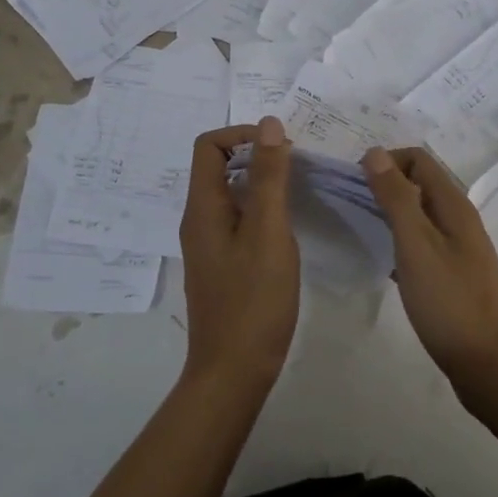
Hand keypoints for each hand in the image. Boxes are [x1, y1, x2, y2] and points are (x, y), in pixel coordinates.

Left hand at [178, 117, 300, 387]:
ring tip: (298, 190)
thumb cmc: (253, 300)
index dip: (243, 134)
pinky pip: (237, 218)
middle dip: (256, 155)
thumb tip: (269, 125)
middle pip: (218, 166)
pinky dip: (261, 209)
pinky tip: (287, 225)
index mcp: (203, 207)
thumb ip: (268, 177)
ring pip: (231, 193)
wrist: (233, 371)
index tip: (282, 148)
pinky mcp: (222, 263)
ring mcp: (209, 243)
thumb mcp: (268, 232)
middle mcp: (199, 220)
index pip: (209, 146)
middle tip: (297, 167)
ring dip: (261, 182)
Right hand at [361, 146, 497, 397]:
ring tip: (362, 229)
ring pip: (419, 213)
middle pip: (419, 183)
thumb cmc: (449, 301)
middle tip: (353, 206)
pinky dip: (400, 239)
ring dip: (390, 212)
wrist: (488, 364)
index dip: (385, 162)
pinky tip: (383, 260)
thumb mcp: (416, 245)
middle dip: (385, 184)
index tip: (356, 185)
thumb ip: (396, 198)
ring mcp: (459, 247)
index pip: (418, 159)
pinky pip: (422, 241)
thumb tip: (375, 153)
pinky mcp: (453, 272)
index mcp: (453, 205)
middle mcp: (459, 218)